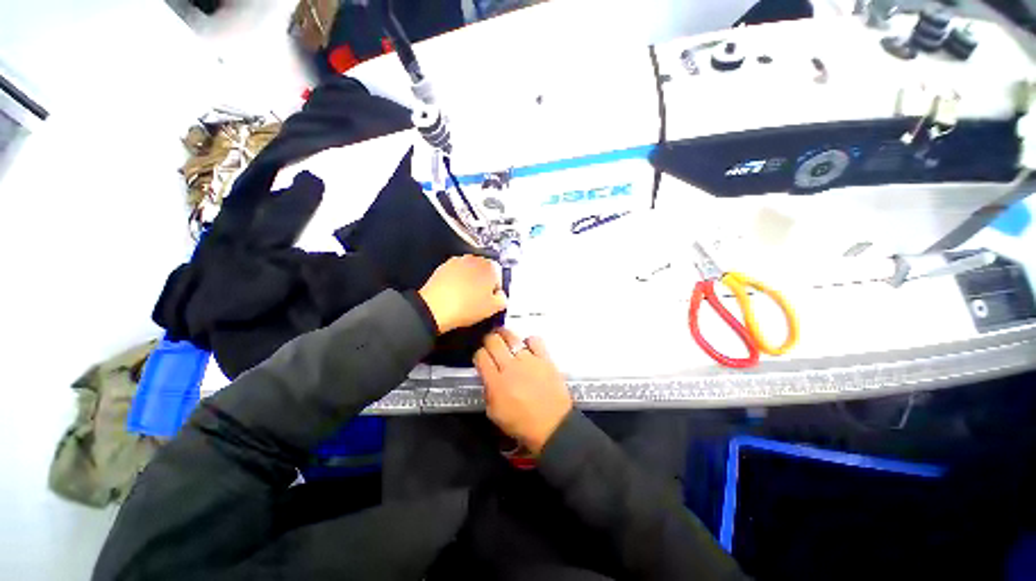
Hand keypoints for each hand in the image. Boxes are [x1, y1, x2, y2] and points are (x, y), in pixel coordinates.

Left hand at [419, 255, 506, 333]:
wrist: (435, 308)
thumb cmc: (466, 307)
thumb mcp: (493, 308)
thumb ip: (503, 299)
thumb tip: (501, 296)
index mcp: (490, 267)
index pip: (500, 275)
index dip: (496, 288)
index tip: (492, 298)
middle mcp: (475, 259)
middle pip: (484, 270)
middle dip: (484, 282)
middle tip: (480, 298)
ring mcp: (458, 261)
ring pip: (470, 271)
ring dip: (470, 280)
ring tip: (466, 297)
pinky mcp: (443, 266)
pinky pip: (456, 273)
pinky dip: (457, 281)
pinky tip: (455, 294)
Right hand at [474, 329, 572, 454]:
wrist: (553, 426)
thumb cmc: (522, 424)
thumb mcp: (494, 414)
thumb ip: (487, 391)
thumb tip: (487, 375)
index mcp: (496, 382)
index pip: (480, 356)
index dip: (478, 354)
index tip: (481, 357)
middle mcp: (510, 367)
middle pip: (493, 341)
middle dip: (489, 340)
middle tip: (491, 343)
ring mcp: (529, 360)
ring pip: (512, 337)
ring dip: (505, 335)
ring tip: (505, 338)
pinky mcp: (545, 358)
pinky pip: (535, 340)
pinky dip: (529, 340)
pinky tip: (527, 347)